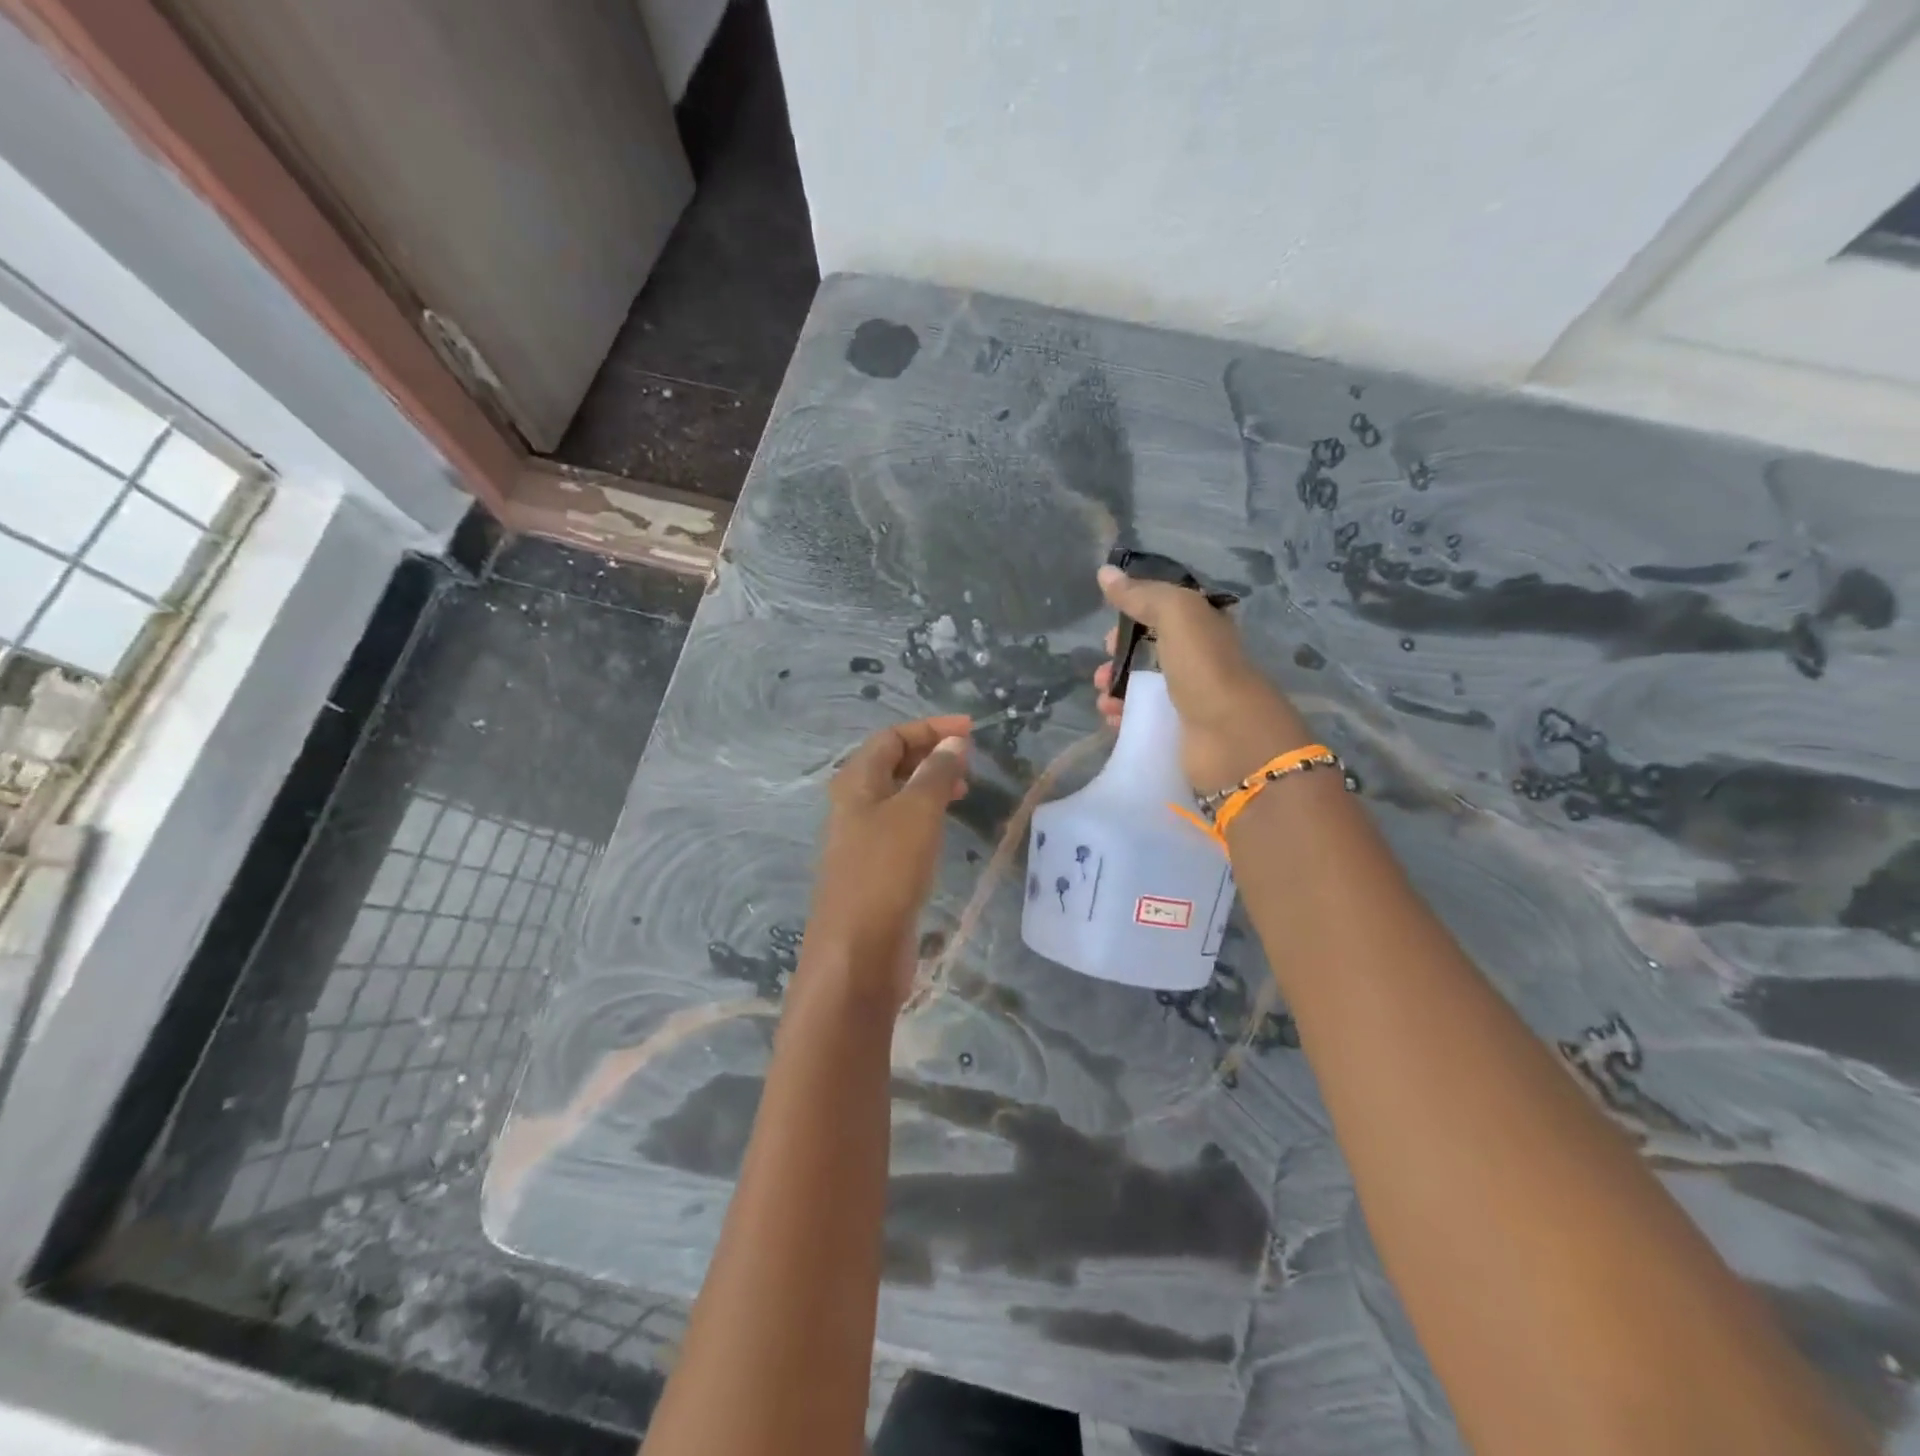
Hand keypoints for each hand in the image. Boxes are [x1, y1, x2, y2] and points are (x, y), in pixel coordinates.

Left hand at [805, 715, 971, 1007]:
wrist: (858, 952)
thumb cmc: (886, 871)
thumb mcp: (917, 812)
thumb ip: (936, 773)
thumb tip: (953, 743)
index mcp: (855, 781)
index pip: (892, 737)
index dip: (930, 728)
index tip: (971, 730)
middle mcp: (853, 804)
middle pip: (892, 763)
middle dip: (931, 754)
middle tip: (970, 761)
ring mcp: (861, 838)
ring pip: (898, 796)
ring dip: (930, 784)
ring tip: (965, 789)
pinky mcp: (874, 868)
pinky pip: (902, 826)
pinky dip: (926, 815)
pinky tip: (946, 827)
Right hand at [1092, 565, 1311, 794]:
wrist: (1232, 739)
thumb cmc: (1206, 670)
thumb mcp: (1177, 616)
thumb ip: (1142, 594)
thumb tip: (1104, 572)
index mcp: (1206, 629)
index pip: (1166, 614)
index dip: (1135, 618)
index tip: (1109, 634)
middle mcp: (1201, 662)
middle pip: (1151, 654)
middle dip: (1119, 660)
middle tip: (1101, 672)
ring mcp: (1192, 700)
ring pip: (1145, 689)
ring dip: (1117, 691)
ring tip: (1103, 701)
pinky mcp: (1181, 733)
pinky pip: (1145, 720)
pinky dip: (1125, 719)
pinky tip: (1112, 721)